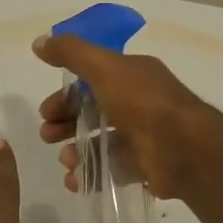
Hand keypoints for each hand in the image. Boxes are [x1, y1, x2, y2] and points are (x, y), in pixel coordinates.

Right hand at [33, 33, 220, 198]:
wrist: (184, 149)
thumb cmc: (142, 102)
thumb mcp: (103, 68)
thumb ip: (71, 53)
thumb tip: (38, 41)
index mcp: (131, 76)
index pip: (91, 82)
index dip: (65, 95)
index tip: (46, 110)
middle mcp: (137, 103)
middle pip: (92, 112)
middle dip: (65, 123)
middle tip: (47, 135)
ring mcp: (142, 137)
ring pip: (99, 142)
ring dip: (75, 150)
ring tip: (65, 160)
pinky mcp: (144, 166)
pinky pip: (111, 169)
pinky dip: (90, 175)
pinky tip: (76, 180)